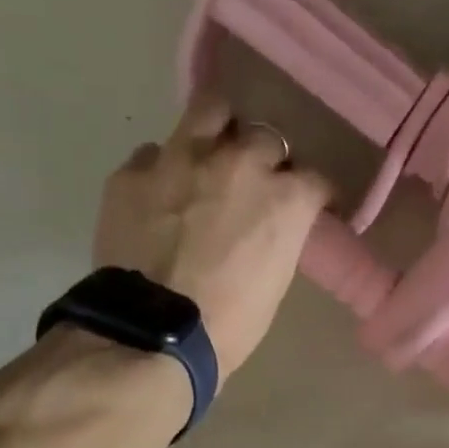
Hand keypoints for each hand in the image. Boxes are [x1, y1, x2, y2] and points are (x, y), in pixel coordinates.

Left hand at [93, 95, 330, 375]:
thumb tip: (269, 228)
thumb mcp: (273, 285)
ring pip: (210, 110)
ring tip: (211, 153)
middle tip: (254, 185)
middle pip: (265, 137)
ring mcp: (181, 159)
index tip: (309, 207)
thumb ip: (277, 240)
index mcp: (284, 200)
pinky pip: (154, 153)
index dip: (312, 195)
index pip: (315, 180)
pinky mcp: (133, 172)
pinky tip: (159, 195)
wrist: (153, 337)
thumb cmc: (227, 328)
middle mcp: (239, 163)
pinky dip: (163, 169)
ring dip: (218, 130)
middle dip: (265, 159)